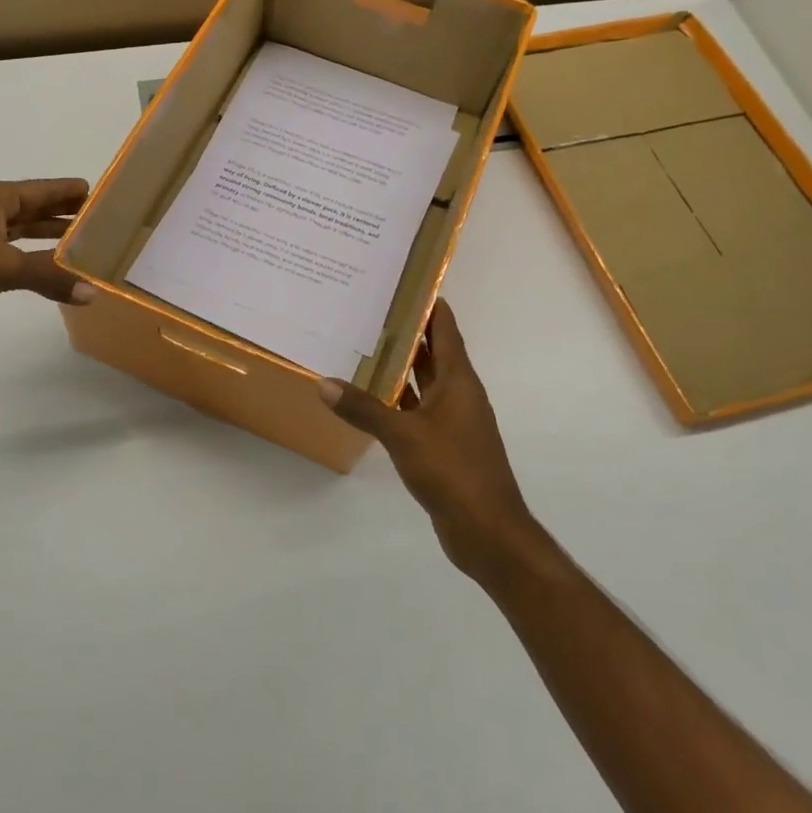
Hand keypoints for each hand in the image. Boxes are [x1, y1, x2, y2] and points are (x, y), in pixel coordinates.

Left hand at [0, 179, 94, 332]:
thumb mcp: (2, 267)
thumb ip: (48, 276)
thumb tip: (92, 291)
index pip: (44, 190)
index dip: (72, 192)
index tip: (104, 196)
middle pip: (35, 208)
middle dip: (66, 215)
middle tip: (103, 224)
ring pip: (23, 231)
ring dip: (50, 237)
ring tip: (85, 245)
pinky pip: (11, 251)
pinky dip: (32, 257)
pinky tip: (50, 269)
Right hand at [318, 299, 535, 575]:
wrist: (487, 531)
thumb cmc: (453, 471)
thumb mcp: (403, 435)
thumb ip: (364, 408)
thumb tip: (324, 383)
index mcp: (459, 381)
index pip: (445, 329)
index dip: (428, 304)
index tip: (402, 281)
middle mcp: (458, 394)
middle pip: (433, 352)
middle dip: (406, 331)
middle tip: (369, 308)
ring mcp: (452, 421)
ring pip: (423, 383)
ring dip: (400, 366)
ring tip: (363, 344)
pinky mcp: (443, 445)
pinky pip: (417, 411)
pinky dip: (396, 400)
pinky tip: (369, 397)